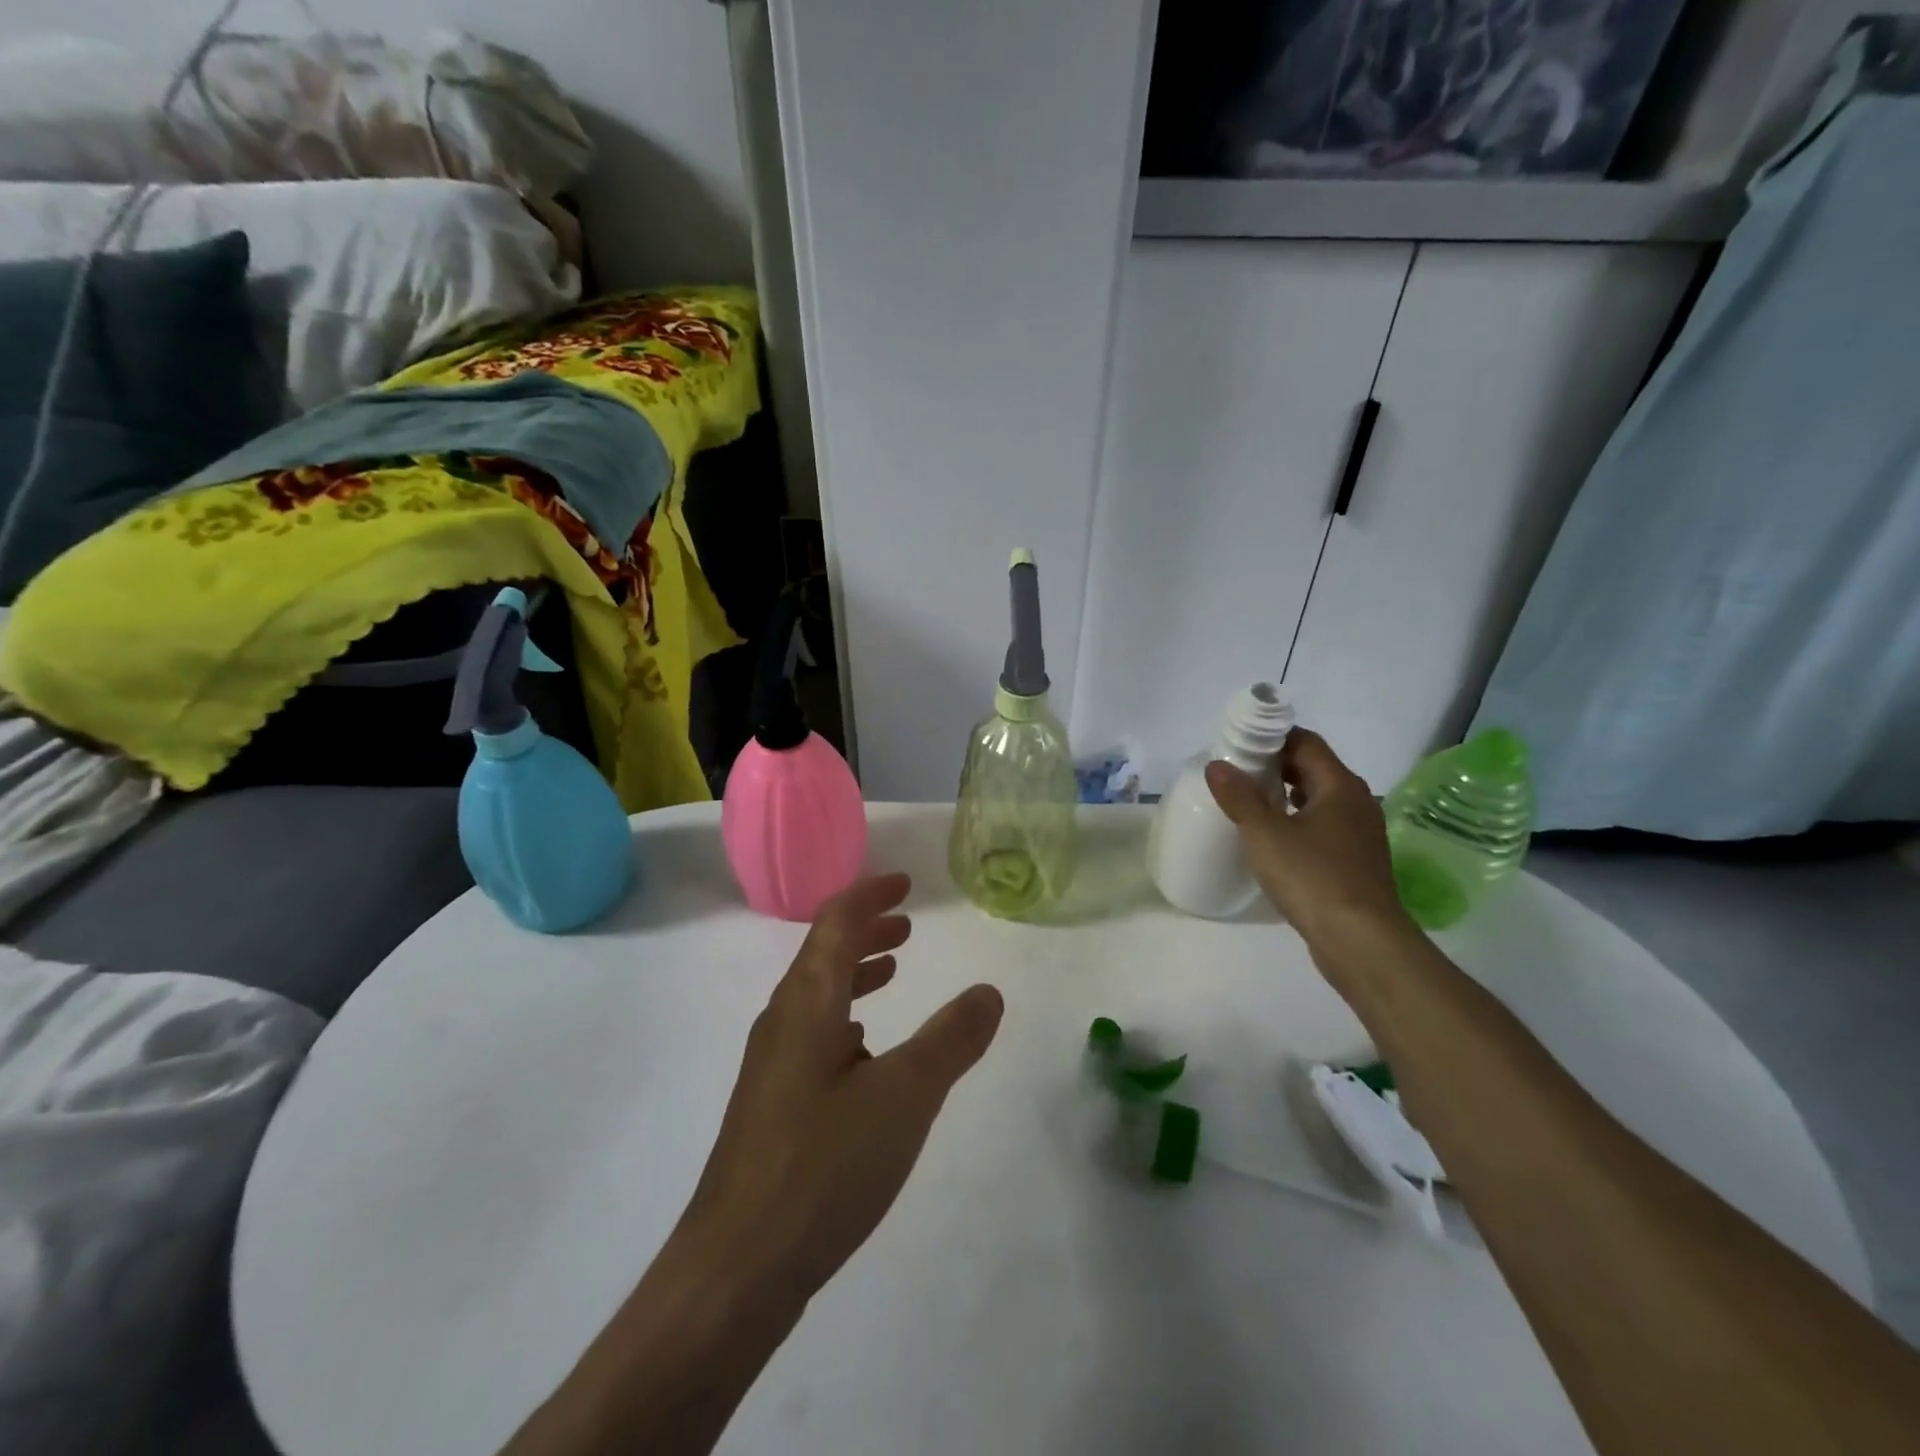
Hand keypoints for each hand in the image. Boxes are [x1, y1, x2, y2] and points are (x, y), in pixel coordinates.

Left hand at [676, 873, 1003, 1302]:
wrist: (736, 1268)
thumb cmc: (822, 1165)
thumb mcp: (904, 1096)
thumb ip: (951, 1040)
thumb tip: (988, 992)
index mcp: (808, 1002)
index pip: (836, 922)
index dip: (870, 895)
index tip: (905, 883)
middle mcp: (783, 1021)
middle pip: (823, 953)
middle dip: (866, 931)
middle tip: (907, 926)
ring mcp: (772, 1065)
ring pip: (818, 996)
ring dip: (856, 973)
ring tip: (893, 973)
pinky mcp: (771, 1105)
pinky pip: (813, 1035)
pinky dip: (846, 1019)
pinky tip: (866, 1052)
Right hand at [1205, 728, 1410, 947]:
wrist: (1361, 940)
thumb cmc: (1312, 876)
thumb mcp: (1264, 834)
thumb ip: (1239, 797)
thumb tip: (1216, 765)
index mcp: (1339, 786)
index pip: (1306, 743)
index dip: (1273, 737)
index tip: (1240, 744)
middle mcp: (1356, 803)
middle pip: (1314, 769)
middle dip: (1276, 766)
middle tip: (1237, 773)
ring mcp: (1360, 835)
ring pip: (1319, 801)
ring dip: (1286, 796)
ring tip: (1249, 803)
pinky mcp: (1356, 862)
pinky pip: (1323, 828)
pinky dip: (1298, 823)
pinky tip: (1274, 840)